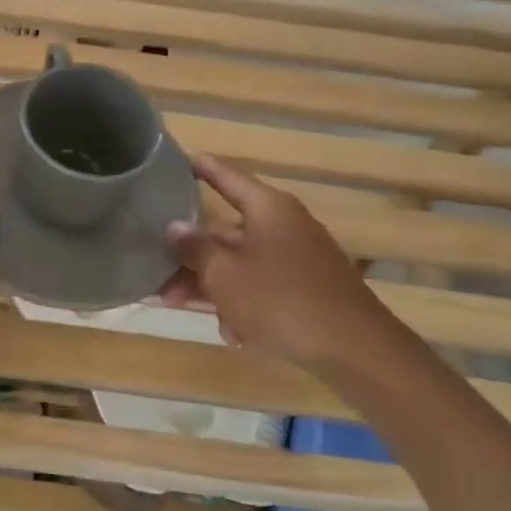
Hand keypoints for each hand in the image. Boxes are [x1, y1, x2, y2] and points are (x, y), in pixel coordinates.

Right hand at [161, 153, 393, 369]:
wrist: (355, 350)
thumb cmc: (281, 301)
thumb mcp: (225, 275)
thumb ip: (195, 249)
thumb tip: (174, 227)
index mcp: (268, 209)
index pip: (227, 178)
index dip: (201, 169)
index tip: (177, 159)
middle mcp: (285, 226)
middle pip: (226, 230)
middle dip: (191, 252)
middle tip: (155, 267)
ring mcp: (298, 259)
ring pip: (241, 263)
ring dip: (209, 282)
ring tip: (174, 303)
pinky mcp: (307, 290)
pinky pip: (262, 287)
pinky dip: (241, 303)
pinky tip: (232, 333)